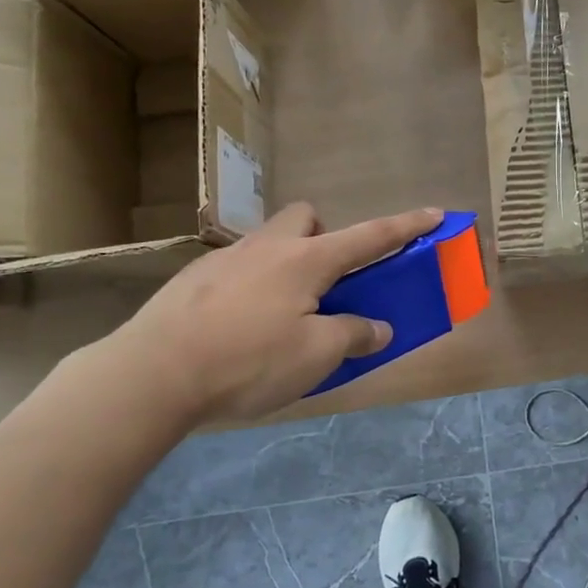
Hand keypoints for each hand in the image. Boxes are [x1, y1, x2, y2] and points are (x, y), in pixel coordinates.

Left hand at [96, 203, 442, 430]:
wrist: (152, 374)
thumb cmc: (247, 361)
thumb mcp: (315, 356)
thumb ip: (353, 335)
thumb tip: (376, 328)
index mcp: (307, 260)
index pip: (371, 236)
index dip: (407, 226)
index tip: (435, 213)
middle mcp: (269, 247)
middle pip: (307, 218)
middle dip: (324, 237)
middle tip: (325, 283)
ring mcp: (226, 259)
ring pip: (268, 242)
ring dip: (285, 264)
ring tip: (279, 315)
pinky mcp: (192, 280)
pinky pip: (237, 269)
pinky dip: (251, 288)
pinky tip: (236, 330)